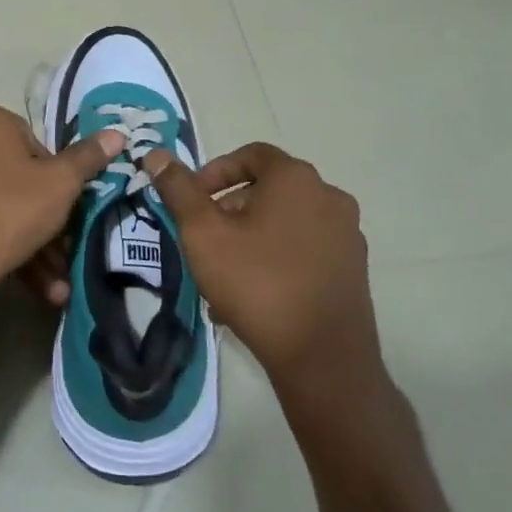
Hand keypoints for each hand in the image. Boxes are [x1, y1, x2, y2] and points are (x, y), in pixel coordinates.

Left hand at [0, 105, 123, 337]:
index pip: (35, 144)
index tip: (63, 210)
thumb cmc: (9, 211)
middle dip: (44, 221)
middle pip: (15, 178)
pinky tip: (26, 283)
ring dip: (29, 243)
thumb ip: (88, 158)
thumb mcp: (60, 185)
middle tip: (63, 253)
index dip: (56, 180)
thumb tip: (117, 133)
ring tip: (54, 285)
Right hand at [144, 143, 383, 398]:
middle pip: (269, 189)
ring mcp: (347, 234)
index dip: (215, 171)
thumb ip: (179, 190)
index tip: (192, 200)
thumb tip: (157, 155)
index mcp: (296, 179)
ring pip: (286, 222)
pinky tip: (253, 295)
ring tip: (223, 272)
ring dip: (252, 236)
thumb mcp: (204, 234)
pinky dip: (277, 258)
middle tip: (204, 238)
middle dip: (230, 208)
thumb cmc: (257, 284)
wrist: (322, 357)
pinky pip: (305, 250)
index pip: (251, 154)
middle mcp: (329, 197)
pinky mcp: (354, 269)